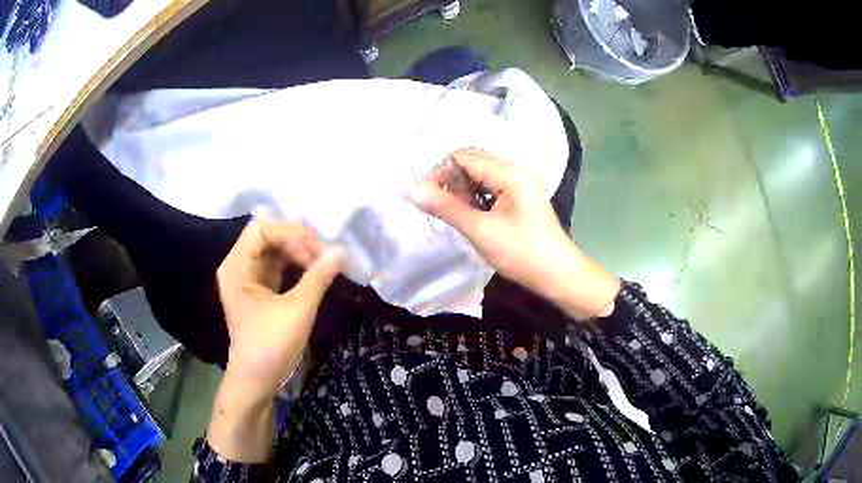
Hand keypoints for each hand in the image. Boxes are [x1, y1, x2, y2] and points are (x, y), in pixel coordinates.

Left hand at [217, 221, 341, 399]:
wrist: (256, 380)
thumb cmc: (271, 346)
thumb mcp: (297, 310)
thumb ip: (318, 277)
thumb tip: (341, 252)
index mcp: (237, 267)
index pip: (261, 230)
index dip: (290, 234)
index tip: (315, 254)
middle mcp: (237, 266)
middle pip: (266, 236)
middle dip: (295, 240)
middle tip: (322, 256)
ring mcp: (245, 278)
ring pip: (271, 250)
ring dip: (296, 251)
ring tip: (321, 262)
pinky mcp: (255, 290)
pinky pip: (273, 266)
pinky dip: (292, 264)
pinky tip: (311, 270)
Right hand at [410, 149, 619, 319]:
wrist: (558, 276)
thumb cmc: (522, 253)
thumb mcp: (480, 231)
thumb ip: (446, 207)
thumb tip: (412, 191)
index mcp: (510, 172)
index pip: (463, 157)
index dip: (439, 173)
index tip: (425, 198)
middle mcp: (515, 171)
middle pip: (472, 163)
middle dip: (451, 183)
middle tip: (440, 210)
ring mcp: (520, 184)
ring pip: (480, 177)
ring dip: (462, 192)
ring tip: (456, 216)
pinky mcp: (520, 198)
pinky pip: (490, 189)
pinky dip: (476, 199)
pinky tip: (471, 217)